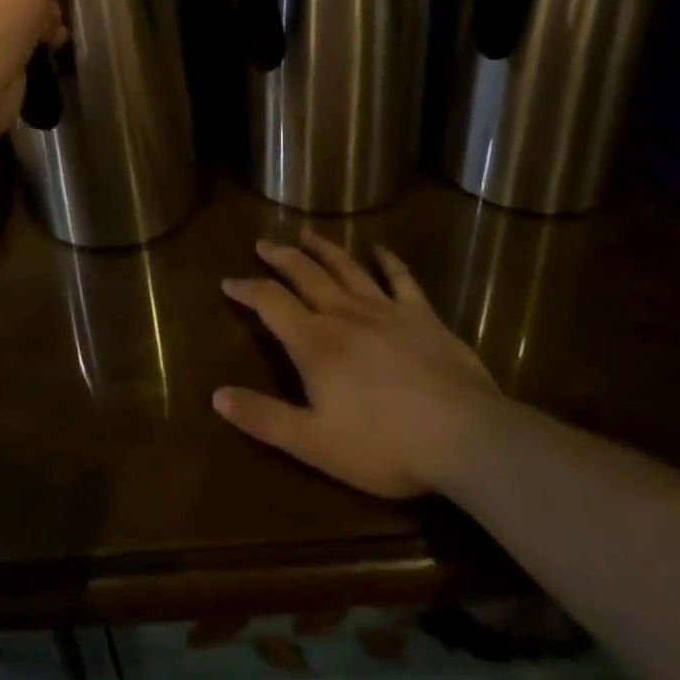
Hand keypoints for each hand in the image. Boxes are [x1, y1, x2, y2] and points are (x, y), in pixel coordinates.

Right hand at [214, 229, 500, 498]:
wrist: (463, 435)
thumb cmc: (383, 445)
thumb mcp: (313, 442)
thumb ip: (264, 418)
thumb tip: (217, 395)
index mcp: (314, 342)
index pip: (270, 303)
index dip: (247, 289)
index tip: (228, 281)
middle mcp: (344, 314)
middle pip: (305, 274)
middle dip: (281, 256)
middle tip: (264, 242)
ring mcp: (385, 310)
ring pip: (345, 268)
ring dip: (323, 249)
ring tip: (306, 234)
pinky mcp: (421, 315)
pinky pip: (400, 278)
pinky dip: (387, 260)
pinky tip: (379, 249)